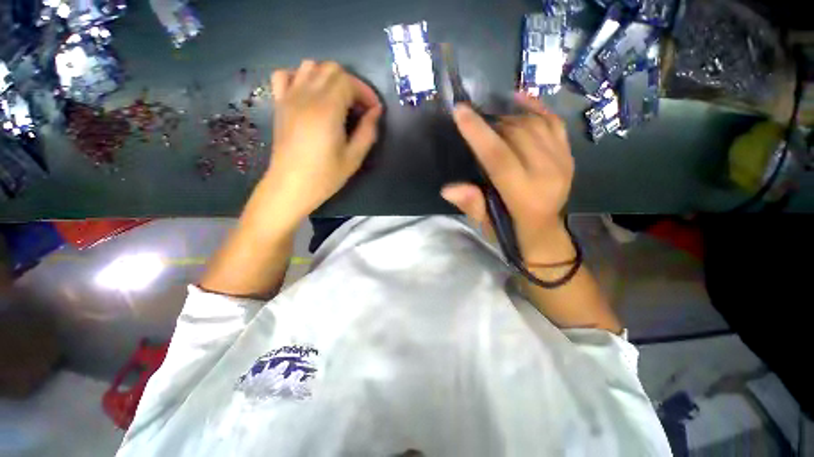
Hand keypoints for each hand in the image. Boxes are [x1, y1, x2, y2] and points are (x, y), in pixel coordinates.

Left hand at [264, 60, 382, 224]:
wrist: (291, 186)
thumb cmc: (325, 176)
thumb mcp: (353, 158)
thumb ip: (367, 132)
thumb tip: (376, 112)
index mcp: (327, 110)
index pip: (349, 82)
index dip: (366, 92)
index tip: (374, 110)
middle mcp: (307, 96)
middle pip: (331, 69)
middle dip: (351, 83)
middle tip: (359, 107)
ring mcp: (289, 98)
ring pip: (310, 66)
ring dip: (329, 77)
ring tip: (338, 99)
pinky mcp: (279, 104)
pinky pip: (285, 75)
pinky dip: (300, 77)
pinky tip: (309, 94)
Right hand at [442, 93, 574, 262]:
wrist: (545, 233)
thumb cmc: (510, 230)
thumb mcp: (486, 224)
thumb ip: (471, 205)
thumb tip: (447, 189)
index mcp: (524, 196)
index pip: (499, 158)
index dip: (479, 133)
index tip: (460, 111)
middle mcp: (548, 175)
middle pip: (517, 135)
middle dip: (492, 123)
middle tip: (476, 123)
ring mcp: (562, 162)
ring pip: (534, 125)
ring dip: (509, 117)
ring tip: (492, 121)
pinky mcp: (569, 155)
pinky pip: (554, 122)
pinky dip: (536, 107)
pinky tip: (520, 99)